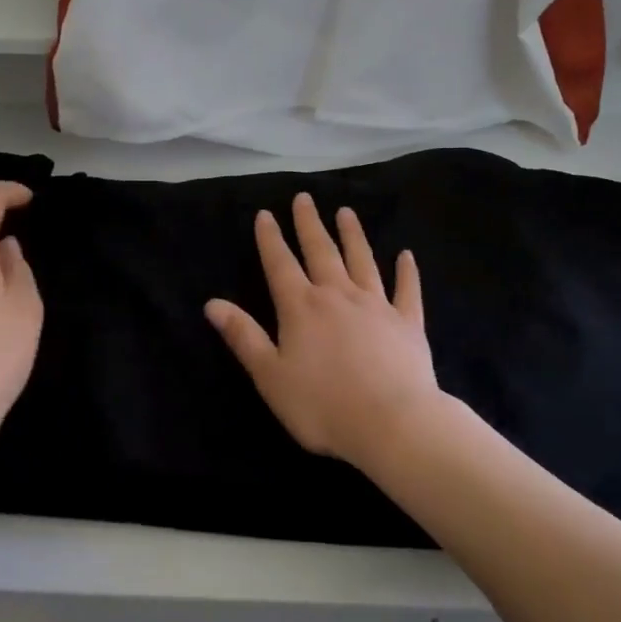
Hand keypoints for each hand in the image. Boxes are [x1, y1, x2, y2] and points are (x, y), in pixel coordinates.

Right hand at [206, 192, 444, 468]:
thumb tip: (212, 303)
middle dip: (309, 224)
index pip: (280, 264)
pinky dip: (407, 272)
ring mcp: (376, 306)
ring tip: (347, 212)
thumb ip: (243, 336)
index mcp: (301, 307)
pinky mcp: (408, 323)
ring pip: (362, 261)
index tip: (265, 213)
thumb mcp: (270, 375)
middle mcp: (337, 295)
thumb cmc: (322, 405)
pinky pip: (407, 290)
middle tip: (305, 198)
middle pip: (321, 251)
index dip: (270, 238)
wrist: (392, 423)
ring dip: (353, 235)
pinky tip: (406, 256)